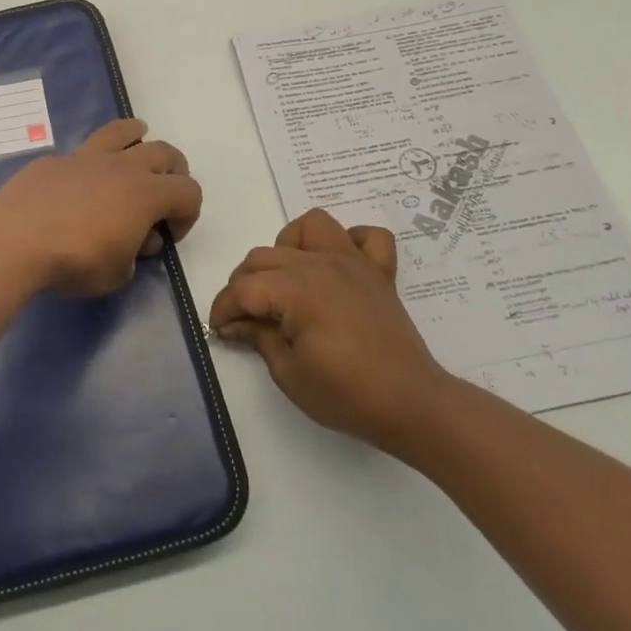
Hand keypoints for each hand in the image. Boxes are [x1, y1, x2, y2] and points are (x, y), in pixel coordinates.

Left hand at [0, 119, 202, 298]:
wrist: (15, 239)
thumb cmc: (74, 261)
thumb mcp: (116, 274)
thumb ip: (134, 255)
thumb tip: (135, 239)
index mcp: (147, 194)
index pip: (189, 192)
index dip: (188, 214)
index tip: (170, 236)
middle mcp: (123, 167)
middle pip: (165, 153)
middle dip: (174, 172)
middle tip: (164, 193)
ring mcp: (87, 158)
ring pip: (123, 132)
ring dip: (138, 137)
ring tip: (138, 143)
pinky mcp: (55, 161)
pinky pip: (83, 153)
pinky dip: (92, 163)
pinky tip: (80, 182)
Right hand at [208, 209, 450, 449]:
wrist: (411, 404)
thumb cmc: (346, 394)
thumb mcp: (288, 374)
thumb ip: (258, 338)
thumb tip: (234, 324)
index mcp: (297, 290)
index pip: (244, 288)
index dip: (223, 309)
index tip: (219, 331)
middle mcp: (322, 264)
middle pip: (265, 257)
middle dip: (244, 285)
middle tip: (246, 320)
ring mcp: (354, 263)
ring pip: (310, 226)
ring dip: (290, 247)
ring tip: (288, 281)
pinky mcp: (379, 272)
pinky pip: (368, 236)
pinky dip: (350, 241)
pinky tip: (337, 266)